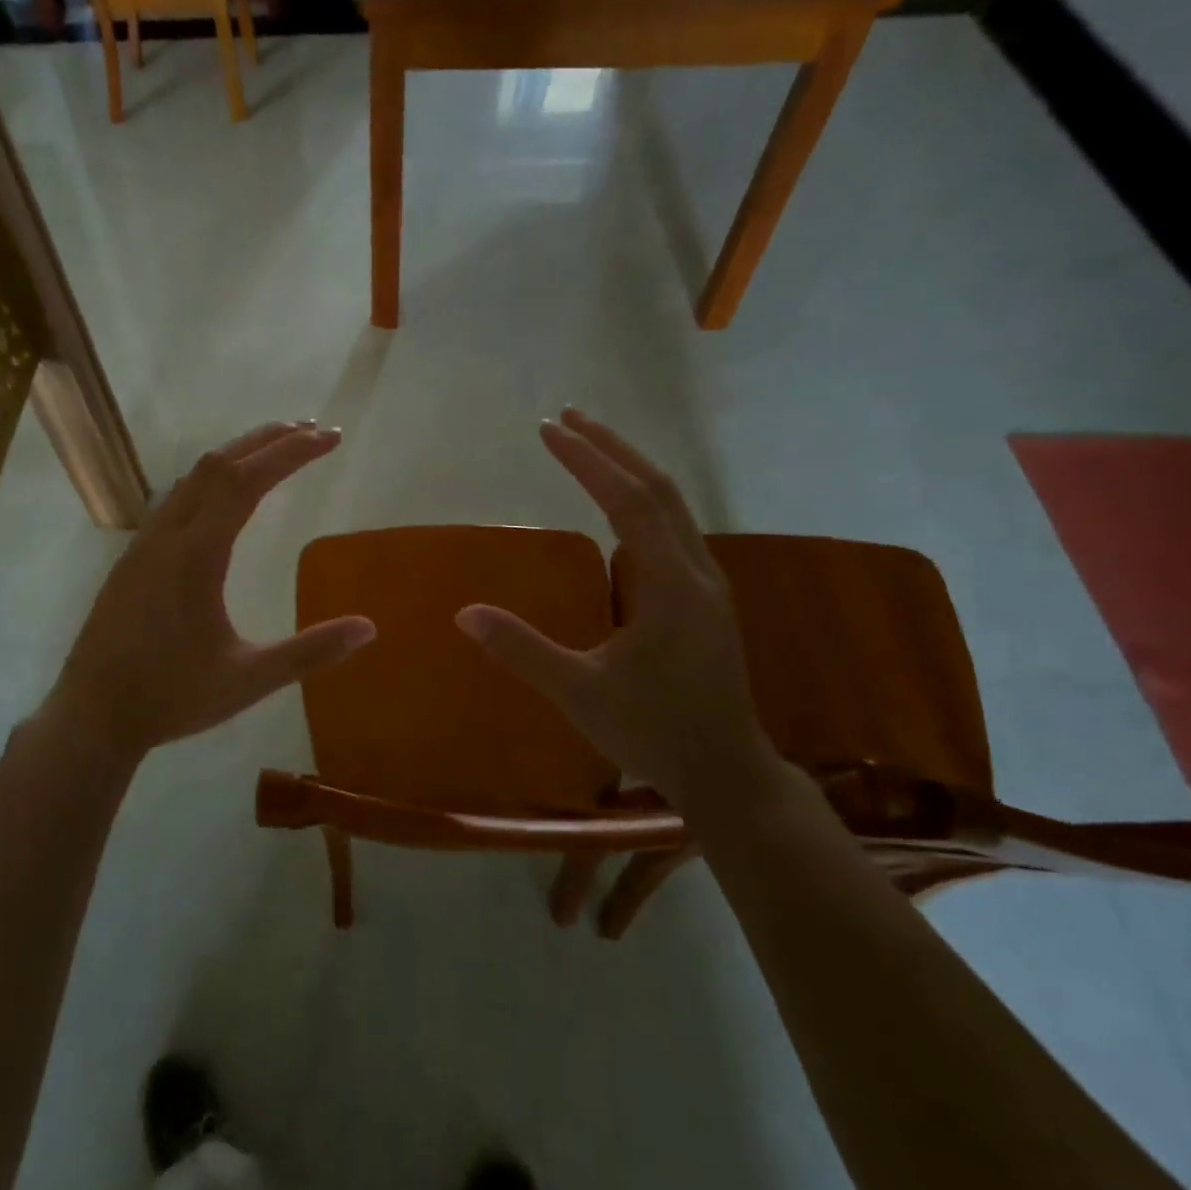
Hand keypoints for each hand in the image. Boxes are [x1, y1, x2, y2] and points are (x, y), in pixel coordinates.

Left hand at [43, 422, 376, 762]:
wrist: (92, 716)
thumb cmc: (172, 698)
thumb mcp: (249, 680)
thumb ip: (309, 652)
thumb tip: (369, 627)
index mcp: (196, 556)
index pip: (246, 481)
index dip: (290, 452)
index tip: (330, 439)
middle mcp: (167, 536)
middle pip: (218, 464)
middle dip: (268, 440)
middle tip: (313, 430)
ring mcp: (144, 544)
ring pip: (192, 477)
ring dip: (237, 455)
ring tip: (276, 450)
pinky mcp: (133, 558)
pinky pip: (176, 497)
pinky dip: (212, 478)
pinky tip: (225, 495)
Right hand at [454, 409, 777, 809]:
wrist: (726, 772)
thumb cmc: (653, 733)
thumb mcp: (579, 694)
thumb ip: (523, 650)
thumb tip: (464, 614)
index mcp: (670, 587)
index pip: (628, 503)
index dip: (588, 462)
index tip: (549, 430)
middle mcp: (697, 571)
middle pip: (658, 489)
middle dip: (612, 448)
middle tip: (567, 417)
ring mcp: (707, 583)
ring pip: (673, 505)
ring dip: (630, 468)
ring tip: (590, 445)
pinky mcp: (705, 597)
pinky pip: (674, 526)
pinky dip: (643, 498)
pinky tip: (620, 504)